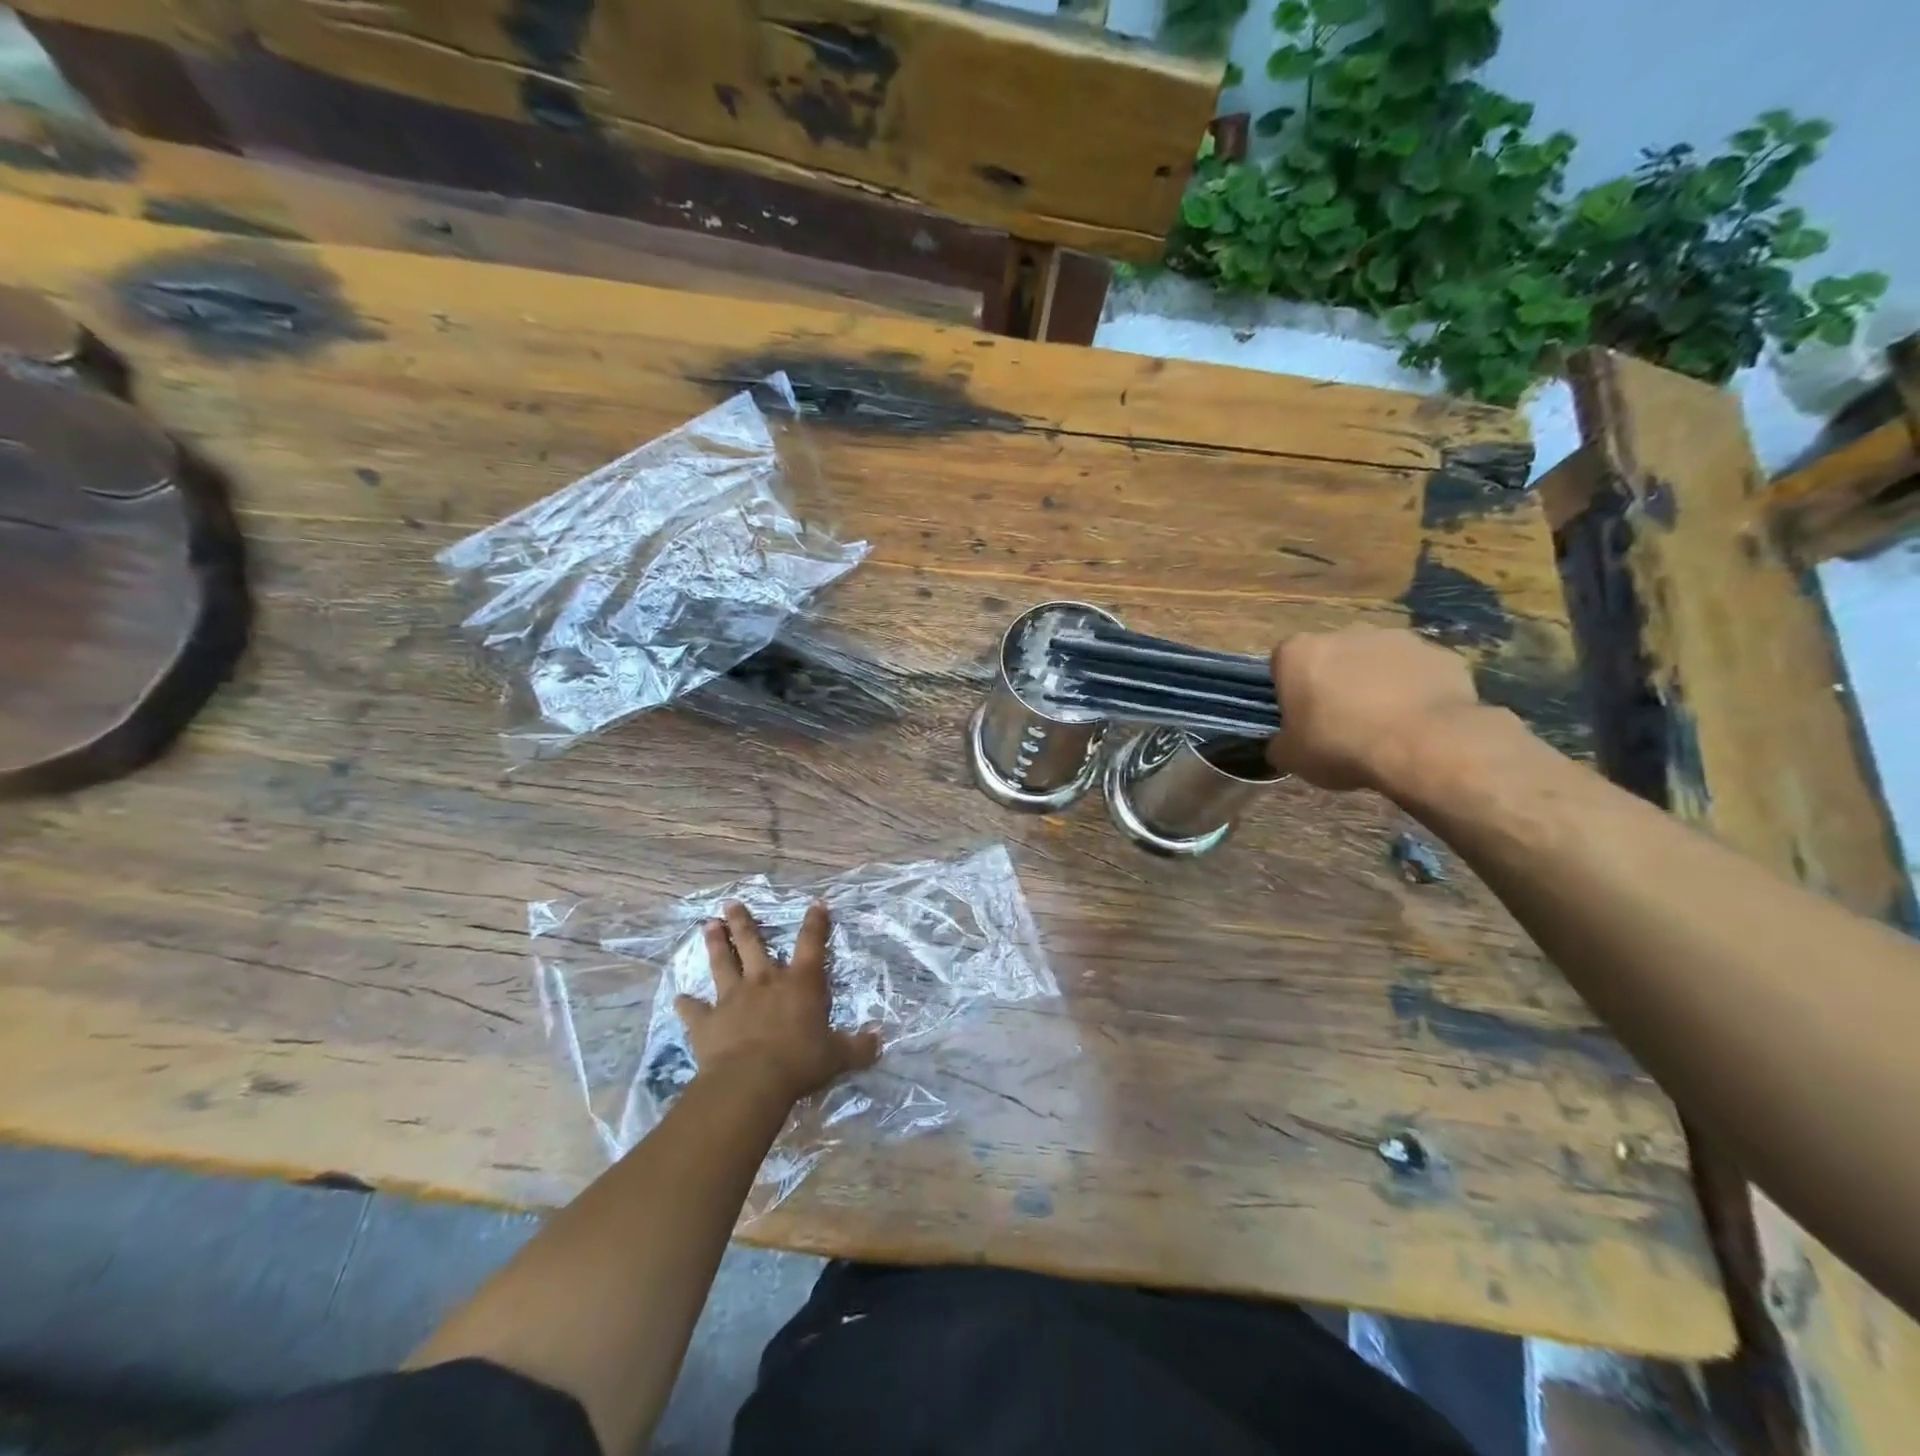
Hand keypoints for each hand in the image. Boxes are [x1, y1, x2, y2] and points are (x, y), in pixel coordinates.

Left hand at [678, 901, 879, 1106]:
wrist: (750, 1082)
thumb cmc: (799, 1062)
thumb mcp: (838, 1056)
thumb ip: (859, 1046)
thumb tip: (880, 1040)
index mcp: (800, 983)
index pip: (811, 943)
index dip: (816, 922)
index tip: (816, 903)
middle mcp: (765, 981)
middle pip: (753, 943)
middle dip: (743, 921)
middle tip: (731, 903)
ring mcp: (732, 999)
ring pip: (722, 964)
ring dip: (715, 944)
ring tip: (707, 925)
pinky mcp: (707, 1022)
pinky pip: (694, 1010)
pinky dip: (686, 1004)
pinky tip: (678, 998)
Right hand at [1265, 626, 1491, 790]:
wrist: (1422, 744)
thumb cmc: (1340, 744)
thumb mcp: (1291, 757)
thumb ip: (1281, 743)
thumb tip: (1284, 744)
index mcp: (1299, 652)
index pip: (1283, 663)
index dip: (1291, 690)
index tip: (1300, 717)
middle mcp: (1344, 633)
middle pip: (1333, 656)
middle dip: (1335, 681)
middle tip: (1342, 722)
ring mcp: (1396, 638)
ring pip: (1377, 661)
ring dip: (1376, 683)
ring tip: (1385, 725)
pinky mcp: (1438, 653)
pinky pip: (1417, 672)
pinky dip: (1415, 691)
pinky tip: (1418, 723)